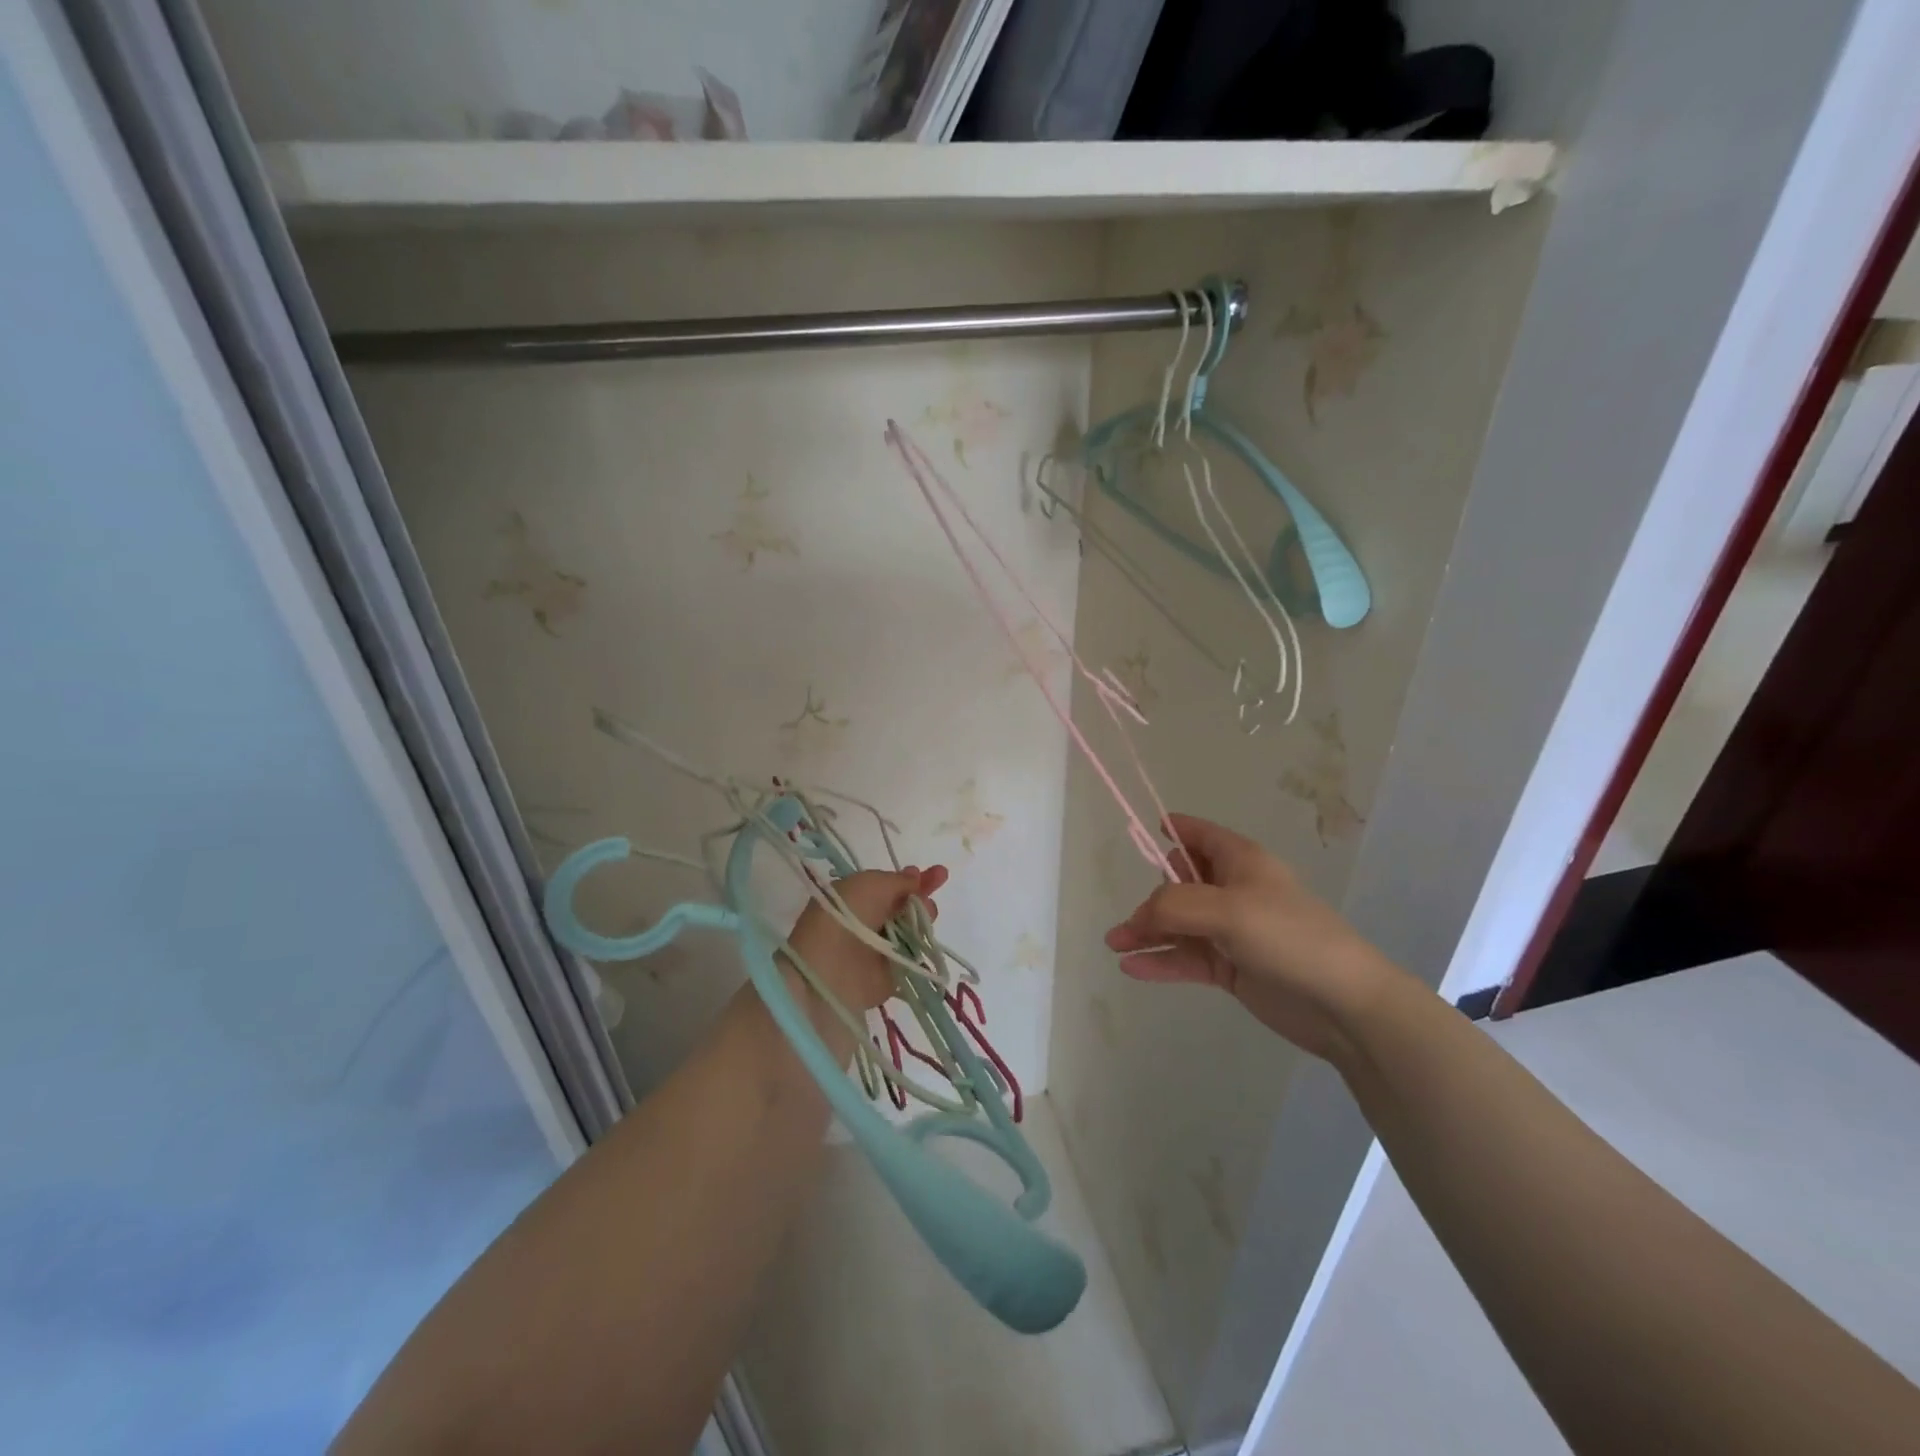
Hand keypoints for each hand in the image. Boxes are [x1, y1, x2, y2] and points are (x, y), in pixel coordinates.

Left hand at [784, 865, 947, 1012]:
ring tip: (928, 912)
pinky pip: (915, 956)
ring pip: (913, 928)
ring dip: (924, 916)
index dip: (911, 878)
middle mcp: (869, 921)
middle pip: (904, 905)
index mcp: (856, 896)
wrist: (831, 967)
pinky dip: (924, 946)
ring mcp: (882, 948)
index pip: (890, 885)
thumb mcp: (872, 883)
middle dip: (923, 892)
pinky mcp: (892, 973)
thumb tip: (915, 879)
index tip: (934, 872)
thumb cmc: (848, 914)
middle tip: (939, 880)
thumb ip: (898, 880)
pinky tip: (929, 937)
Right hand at [1104, 813, 1401, 1060]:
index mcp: (1240, 862)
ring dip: (1146, 933)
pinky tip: (1132, 968)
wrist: (1343, 1004)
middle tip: (1127, 924)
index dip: (1175, 828)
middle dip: (1149, 899)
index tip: (1148, 828)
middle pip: (1180, 884)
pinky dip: (1160, 961)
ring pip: (1178, 925)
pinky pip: (1186, 958)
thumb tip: (1141, 916)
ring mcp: (1231, 932)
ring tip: (1114, 945)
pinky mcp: (1231, 968)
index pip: (1200, 835)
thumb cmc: (1289, 938)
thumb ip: (1175, 905)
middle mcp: (1234, 892)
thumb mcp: (1228, 910)